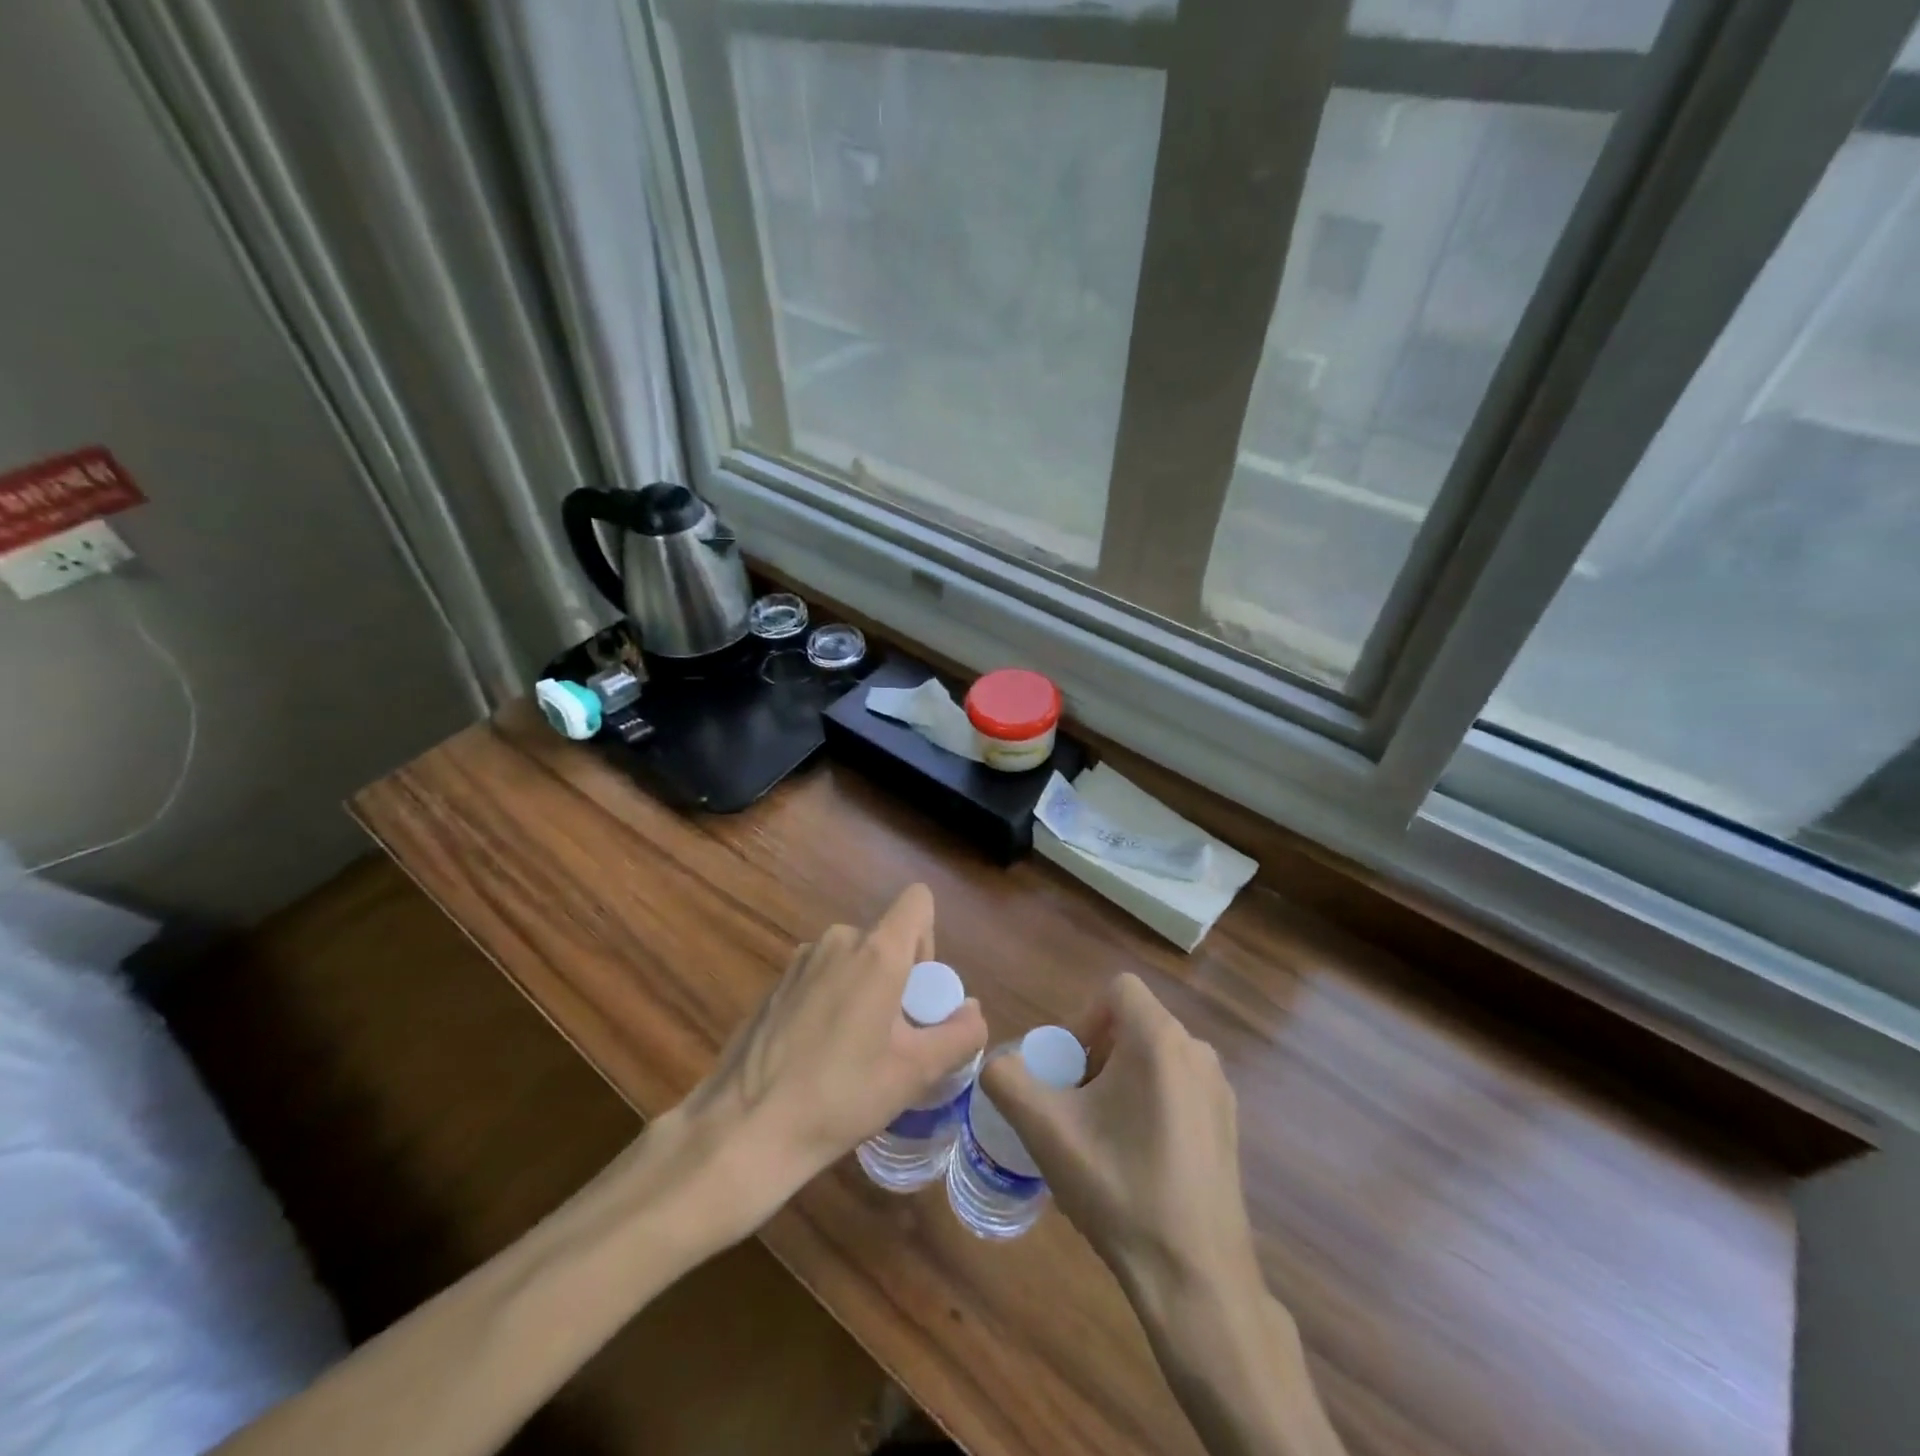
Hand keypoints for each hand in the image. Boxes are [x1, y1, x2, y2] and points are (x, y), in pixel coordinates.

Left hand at [682, 884, 987, 1214]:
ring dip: (865, 990)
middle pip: (886, 938)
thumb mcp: (914, 1073)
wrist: (745, 1129)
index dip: (929, 939)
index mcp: (876, 951)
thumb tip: (972, 1011)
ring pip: (853, 959)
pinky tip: (817, 1055)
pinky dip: (833, 1000)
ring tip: (854, 1052)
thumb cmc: (841, 1096)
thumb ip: (959, 1035)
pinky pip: (823, 975)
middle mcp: (837, 941)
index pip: (917, 901)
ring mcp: (800, 960)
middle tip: (891, 1038)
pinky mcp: (776, 983)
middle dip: (899, 978)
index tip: (918, 993)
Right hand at [981, 973, 1258, 1303]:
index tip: (1066, 1070)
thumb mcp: (1046, 1131)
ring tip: (1099, 1136)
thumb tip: (997, 1064)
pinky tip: (1134, 1160)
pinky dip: (1147, 1102)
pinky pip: (1176, 1087)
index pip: (1117, 989)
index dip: (1082, 1018)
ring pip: (1154, 1057)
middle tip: (1073, 1106)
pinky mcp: (1227, 1125)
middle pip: (1132, 1024)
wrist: (1196, 1278)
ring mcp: (1218, 1090)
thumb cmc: (1120, 1189)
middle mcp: (1197, 1051)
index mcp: (1160, 1040)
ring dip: (1118, 1080)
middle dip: (1095, 1055)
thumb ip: (1007, 1080)